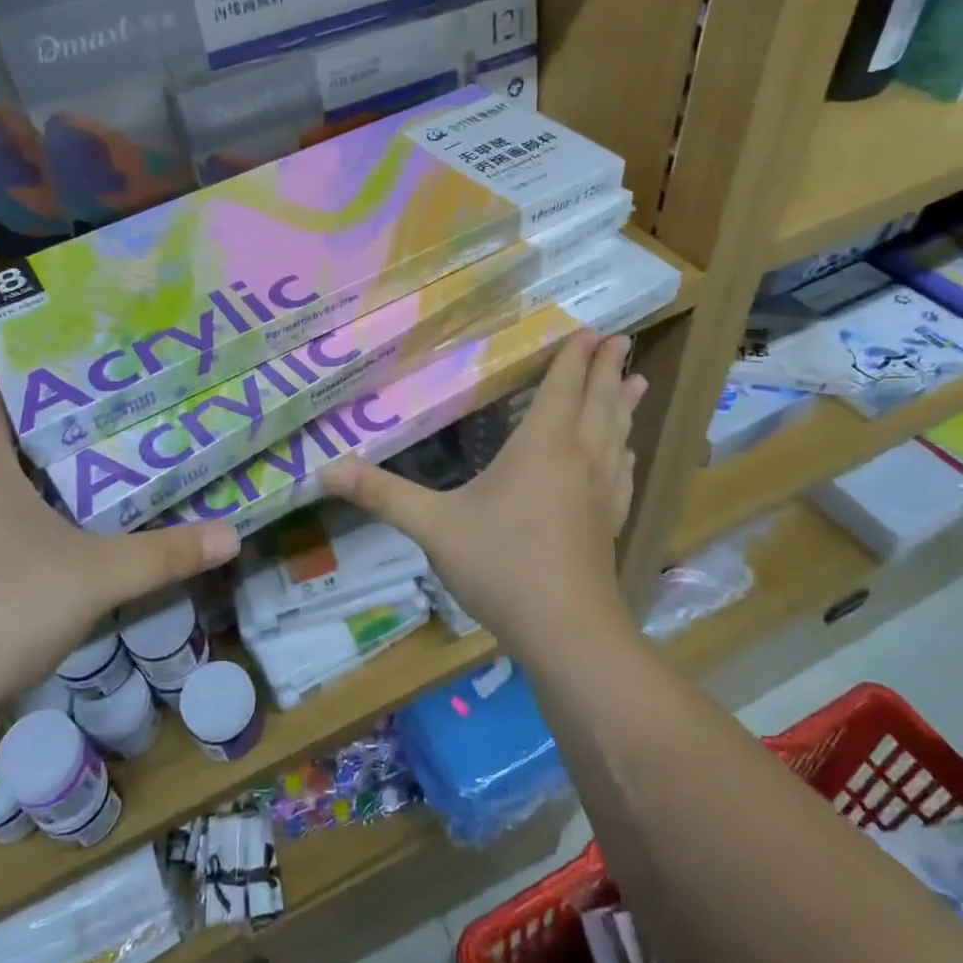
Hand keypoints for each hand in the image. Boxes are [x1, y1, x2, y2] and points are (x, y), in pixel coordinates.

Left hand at [0, 375, 239, 745]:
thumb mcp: (95, 577)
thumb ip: (166, 554)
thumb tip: (232, 534)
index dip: (23, 369)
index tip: (72, 353)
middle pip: (1, 443)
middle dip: (54, 427)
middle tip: (116, 411)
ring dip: (41, 481)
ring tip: (102, 469)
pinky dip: (26, 525)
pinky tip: (68, 541)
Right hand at [320, 331, 644, 653]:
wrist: (566, 632)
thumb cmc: (501, 567)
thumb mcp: (433, 528)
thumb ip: (382, 495)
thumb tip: (324, 471)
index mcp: (542, 448)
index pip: (563, 389)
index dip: (575, 358)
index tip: (591, 330)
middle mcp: (579, 460)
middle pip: (599, 404)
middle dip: (608, 370)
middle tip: (621, 341)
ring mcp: (600, 493)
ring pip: (617, 435)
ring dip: (624, 405)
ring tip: (638, 381)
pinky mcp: (609, 523)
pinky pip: (622, 473)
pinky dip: (624, 451)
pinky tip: (627, 453)